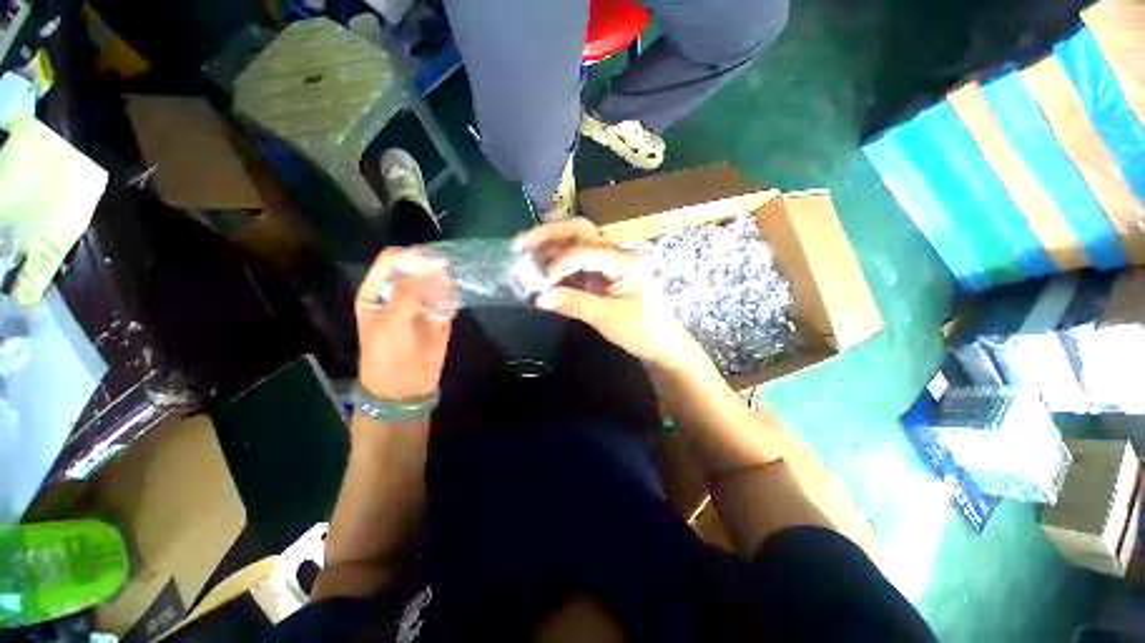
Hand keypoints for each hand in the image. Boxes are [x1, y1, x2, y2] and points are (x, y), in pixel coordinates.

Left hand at [355, 248, 456, 399]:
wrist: (405, 389)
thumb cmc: (389, 356)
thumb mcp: (392, 324)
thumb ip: (408, 294)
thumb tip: (431, 269)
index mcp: (377, 291)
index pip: (391, 261)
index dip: (410, 257)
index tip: (431, 262)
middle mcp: (398, 293)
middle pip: (416, 268)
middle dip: (431, 267)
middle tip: (447, 273)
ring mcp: (420, 304)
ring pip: (434, 282)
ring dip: (445, 282)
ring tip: (450, 290)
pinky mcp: (438, 315)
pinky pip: (447, 299)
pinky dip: (453, 296)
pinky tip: (454, 301)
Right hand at [515, 218, 700, 367]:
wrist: (661, 345)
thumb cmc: (642, 331)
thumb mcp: (608, 318)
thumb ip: (574, 304)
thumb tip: (539, 298)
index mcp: (623, 260)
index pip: (584, 251)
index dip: (558, 264)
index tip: (539, 284)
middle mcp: (615, 254)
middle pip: (580, 231)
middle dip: (549, 234)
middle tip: (520, 243)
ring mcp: (608, 264)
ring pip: (576, 244)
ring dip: (550, 247)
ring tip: (524, 254)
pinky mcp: (601, 276)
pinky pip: (576, 264)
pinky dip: (557, 266)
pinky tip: (541, 272)